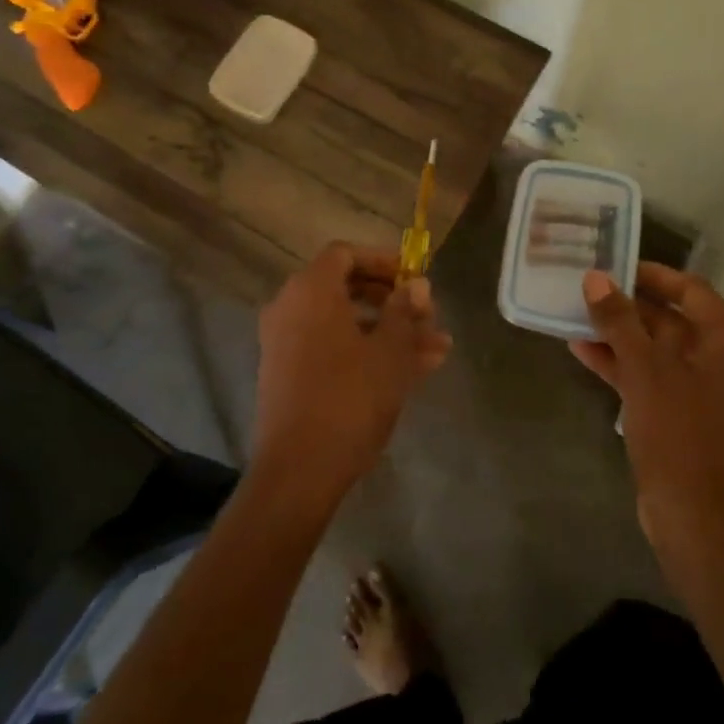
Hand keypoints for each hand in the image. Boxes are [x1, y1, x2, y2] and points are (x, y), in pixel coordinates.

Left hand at [252, 243, 450, 513]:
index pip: (345, 254)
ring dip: (389, 330)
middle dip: (393, 300)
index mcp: (311, 291)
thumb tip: (417, 284)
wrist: (299, 469)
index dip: (383, 261)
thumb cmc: (349, 398)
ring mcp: (287, 343)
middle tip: (429, 316)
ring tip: (436, 349)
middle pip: (346, 288)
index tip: (415, 277)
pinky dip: (367, 351)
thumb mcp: (389, 352)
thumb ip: (404, 312)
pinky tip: (413, 370)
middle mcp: (291, 308)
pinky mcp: (290, 374)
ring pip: (345, 323)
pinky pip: (333, 348)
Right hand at [570, 263, 723, 551]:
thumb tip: (596, 278)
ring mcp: (700, 387)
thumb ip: (620, 321)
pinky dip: (619, 363)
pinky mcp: (679, 412)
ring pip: (654, 347)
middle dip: (626, 305)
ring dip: (617, 334)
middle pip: (669, 317)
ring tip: (573, 314)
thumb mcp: (646, 369)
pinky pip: (647, 375)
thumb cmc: (680, 432)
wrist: (697, 515)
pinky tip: (581, 349)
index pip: (688, 289)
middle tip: (583, 287)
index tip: (611, 264)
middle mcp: (720, 357)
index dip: (649, 275)